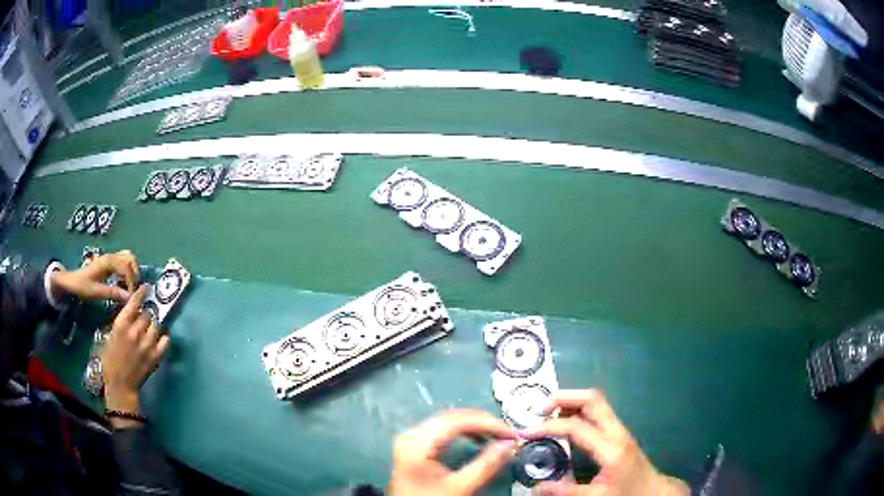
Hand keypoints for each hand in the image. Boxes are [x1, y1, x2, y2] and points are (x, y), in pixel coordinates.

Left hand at [51, 250, 139, 301]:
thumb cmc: (82, 285)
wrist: (71, 280)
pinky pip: (123, 263)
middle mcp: (111, 257)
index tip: (131, 297)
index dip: (132, 282)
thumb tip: (130, 298)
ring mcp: (110, 259)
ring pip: (128, 259)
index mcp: (108, 262)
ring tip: (128, 287)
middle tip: (132, 291)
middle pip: (130, 259)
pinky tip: (122, 284)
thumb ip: (113, 293)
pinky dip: (127, 272)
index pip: (127, 268)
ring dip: (132, 272)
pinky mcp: (109, 263)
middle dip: (134, 274)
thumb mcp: (96, 292)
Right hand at [101, 285, 169, 427]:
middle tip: (146, 314)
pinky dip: (164, 336)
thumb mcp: (111, 335)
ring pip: (156, 324)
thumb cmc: (110, 359)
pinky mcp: (156, 356)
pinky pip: (165, 340)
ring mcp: (147, 344)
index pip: (134, 303)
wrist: (120, 384)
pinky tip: (161, 335)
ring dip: (154, 323)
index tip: (147, 287)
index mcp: (121, 325)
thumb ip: (122, 323)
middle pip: (147, 313)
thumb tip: (132, 312)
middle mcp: (135, 332)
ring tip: (152, 325)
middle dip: (146, 313)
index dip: (141, 293)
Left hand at [390, 409, 518, 495]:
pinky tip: (478, 439)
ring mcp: (412, 439)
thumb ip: (486, 465)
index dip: (488, 422)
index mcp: (417, 441)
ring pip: (449, 421)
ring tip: (497, 436)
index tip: (512, 432)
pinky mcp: (417, 446)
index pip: (457, 420)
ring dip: (475, 426)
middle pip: (452, 417)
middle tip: (508, 433)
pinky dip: (464, 432)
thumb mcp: (460, 487)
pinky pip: (443, 430)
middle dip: (483, 422)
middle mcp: (411, 434)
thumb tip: (511, 444)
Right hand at [524, 390, 688, 495]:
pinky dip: (577, 410)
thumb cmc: (627, 493)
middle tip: (537, 409)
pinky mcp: (618, 432)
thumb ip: (566, 491)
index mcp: (611, 447)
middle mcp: (616, 431)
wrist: (653, 490)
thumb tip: (535, 488)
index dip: (549, 426)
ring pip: (595, 402)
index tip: (527, 431)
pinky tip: (564, 422)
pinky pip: (596, 412)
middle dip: (563, 398)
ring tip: (546, 413)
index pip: (577, 426)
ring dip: (570, 402)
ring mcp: (619, 429)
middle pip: (592, 399)